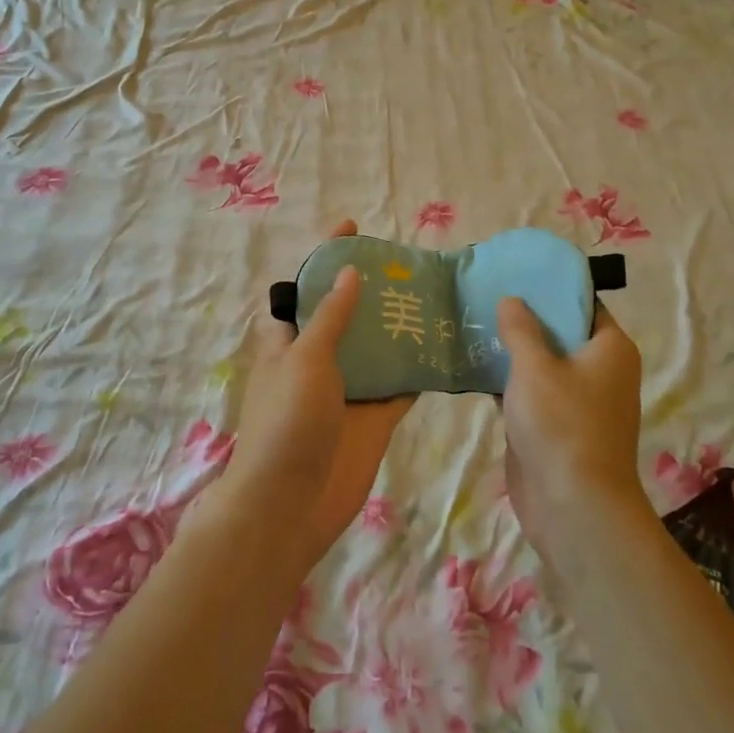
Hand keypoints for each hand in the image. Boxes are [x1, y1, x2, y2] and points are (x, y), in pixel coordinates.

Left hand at [222, 221, 415, 571]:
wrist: (292, 504)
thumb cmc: (288, 421)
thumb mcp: (305, 359)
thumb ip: (331, 317)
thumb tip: (348, 272)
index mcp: (289, 341)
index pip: (307, 288)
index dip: (326, 258)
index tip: (352, 228)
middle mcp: (318, 361)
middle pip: (347, 316)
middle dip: (372, 291)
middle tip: (408, 264)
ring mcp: (348, 391)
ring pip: (377, 350)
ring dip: (399, 328)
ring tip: (435, 296)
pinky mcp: (374, 419)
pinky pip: (400, 387)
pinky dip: (418, 370)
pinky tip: (445, 348)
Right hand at [495, 297, 647, 559]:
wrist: (573, 505)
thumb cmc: (561, 424)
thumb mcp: (535, 367)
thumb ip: (520, 329)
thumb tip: (512, 299)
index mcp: (610, 348)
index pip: (583, 304)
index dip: (551, 288)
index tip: (516, 274)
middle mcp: (600, 370)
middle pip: (560, 332)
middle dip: (525, 318)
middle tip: (485, 295)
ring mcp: (577, 401)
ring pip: (543, 364)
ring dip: (513, 351)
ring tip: (473, 324)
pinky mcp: (555, 426)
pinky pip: (531, 392)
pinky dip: (509, 381)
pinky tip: (474, 367)